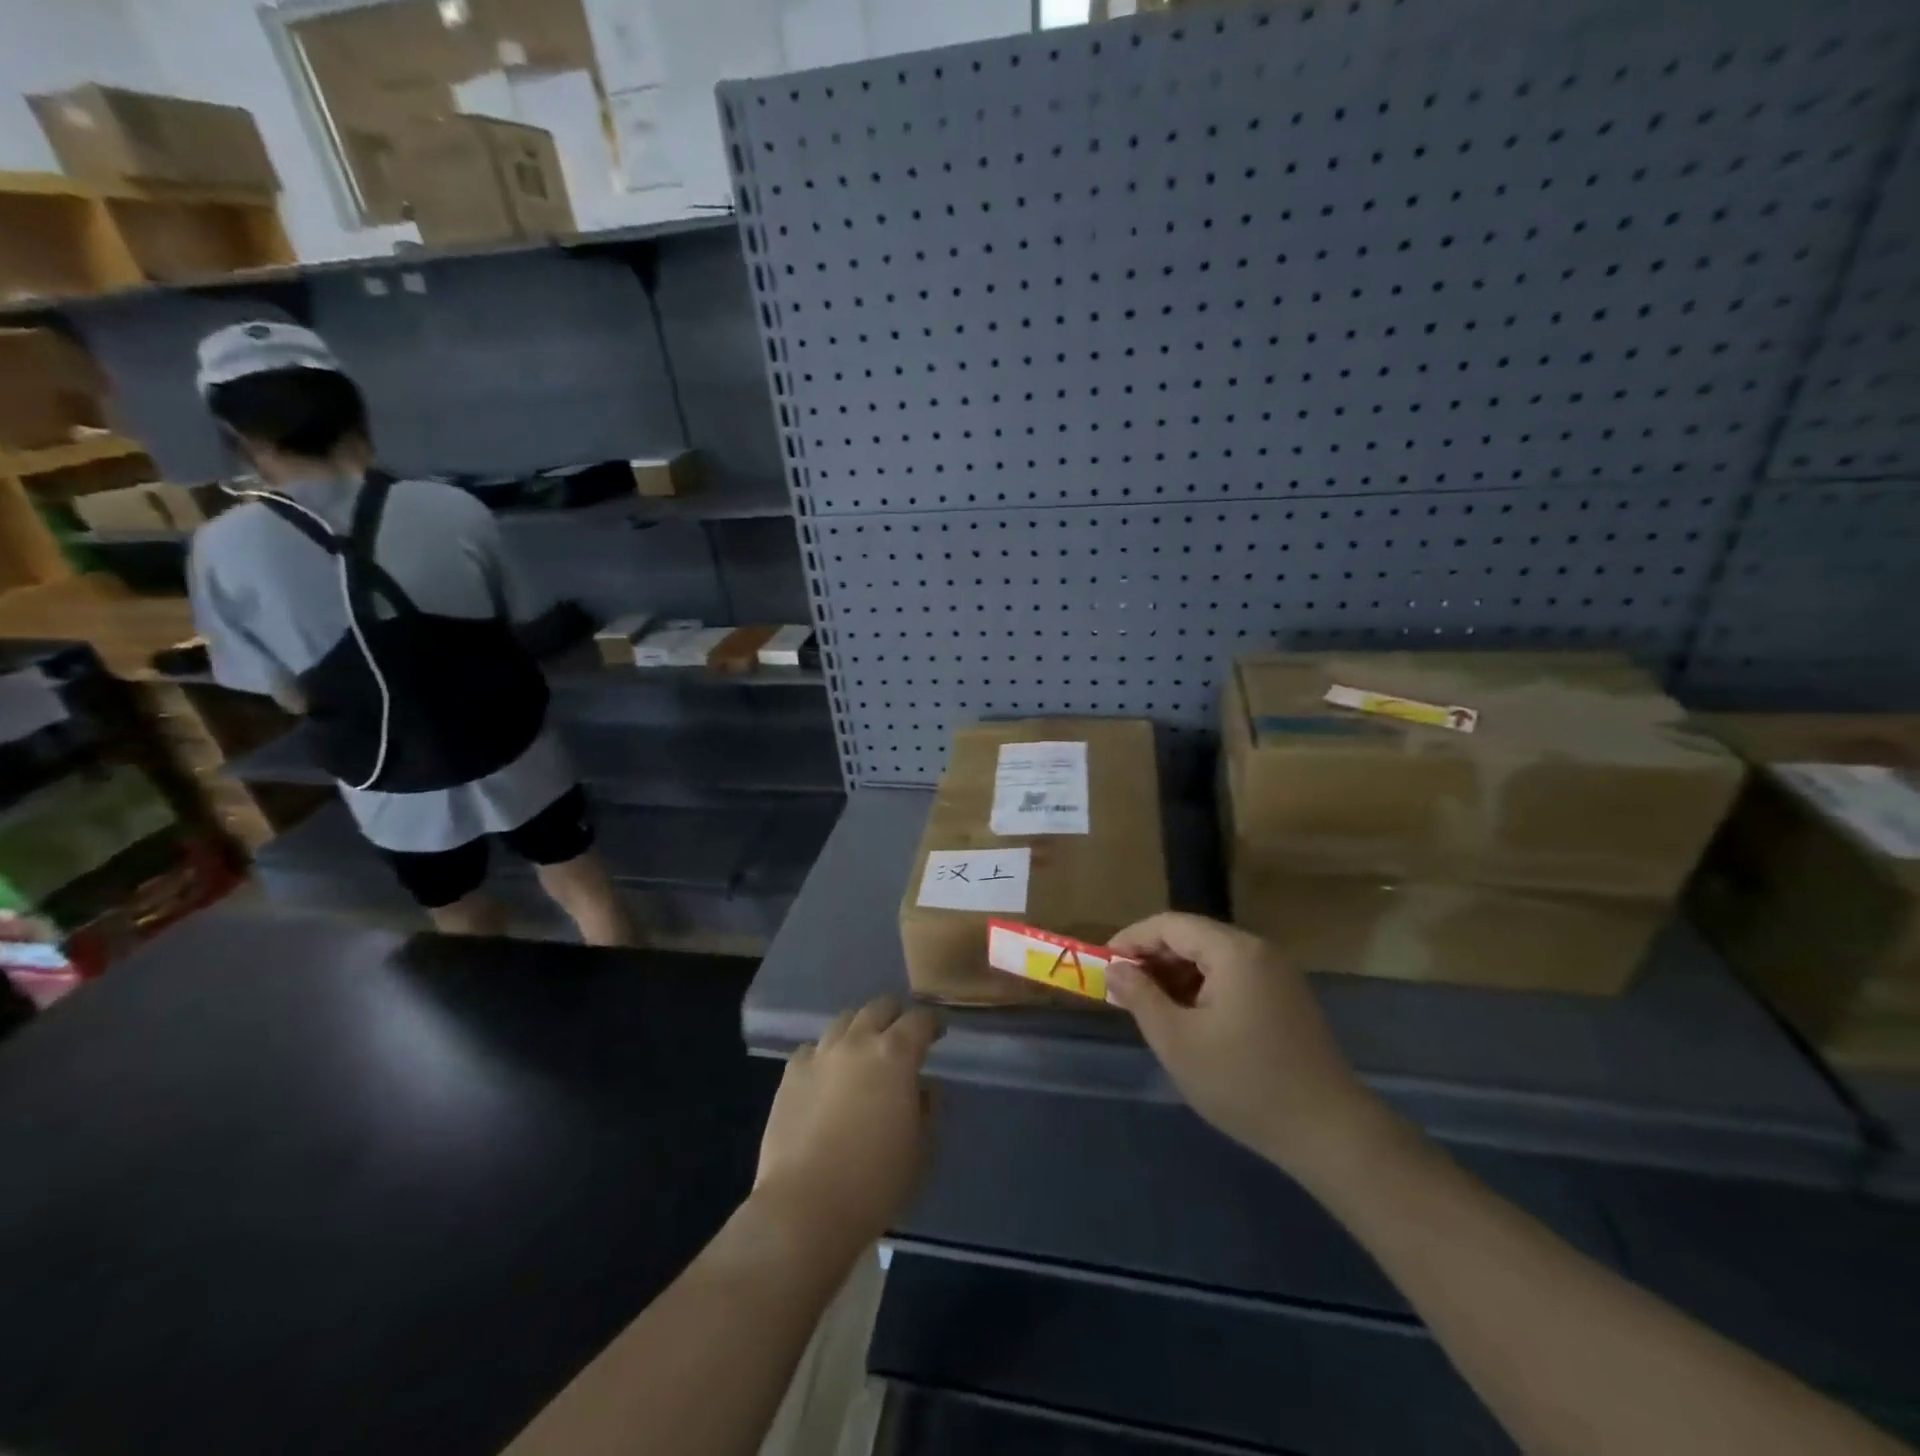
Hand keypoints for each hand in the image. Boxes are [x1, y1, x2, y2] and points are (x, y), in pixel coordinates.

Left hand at [754, 997, 939, 1251]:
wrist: (806, 1207)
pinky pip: (812, 1049)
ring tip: (862, 1051)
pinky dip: (825, 1054)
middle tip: (901, 1036)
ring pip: (844, 1021)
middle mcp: (857, 1042)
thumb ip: (927, 1108)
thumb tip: (923, 1087)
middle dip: (895, 1016)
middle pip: (879, 1007)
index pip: (920, 1020)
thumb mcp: (921, 1149)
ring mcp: (820, 1054)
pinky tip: (827, 1075)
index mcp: (895, 1055)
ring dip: (859, 1029)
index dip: (931, 1024)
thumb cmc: (875, 1182)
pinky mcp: (791, 1073)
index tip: (936, 1035)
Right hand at [1107, 913, 1386, 1177]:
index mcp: (1234, 951)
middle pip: (1192, 937)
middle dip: (1152, 959)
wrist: (1329, 1133)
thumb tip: (1116, 969)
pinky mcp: (1286, 999)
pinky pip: (1233, 978)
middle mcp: (1259, 951)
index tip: (1103, 964)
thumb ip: (1141, 997)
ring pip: (1212, 959)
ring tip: (1150, 1008)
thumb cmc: (1244, 1082)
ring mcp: (1277, 975)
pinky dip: (1202, 990)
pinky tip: (1188, 1021)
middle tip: (1122, 990)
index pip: (1170, 925)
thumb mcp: (1178, 1041)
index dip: (1131, 939)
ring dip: (1176, 976)